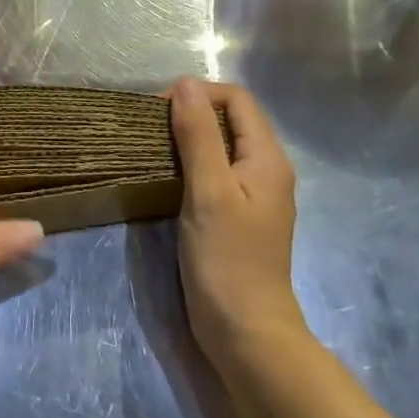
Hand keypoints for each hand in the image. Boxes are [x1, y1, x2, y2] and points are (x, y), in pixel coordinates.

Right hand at [171, 78, 304, 361]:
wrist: (246, 334)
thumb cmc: (227, 260)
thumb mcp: (209, 191)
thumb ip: (198, 135)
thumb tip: (185, 83)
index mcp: (267, 158)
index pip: (236, 99)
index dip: (198, 94)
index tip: (159, 111)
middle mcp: (267, 170)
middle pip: (231, 120)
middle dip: (192, 113)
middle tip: (151, 129)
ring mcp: (254, 195)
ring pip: (222, 146)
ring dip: (189, 139)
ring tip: (153, 148)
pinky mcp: (239, 216)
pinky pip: (217, 172)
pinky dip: (192, 165)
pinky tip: (168, 178)